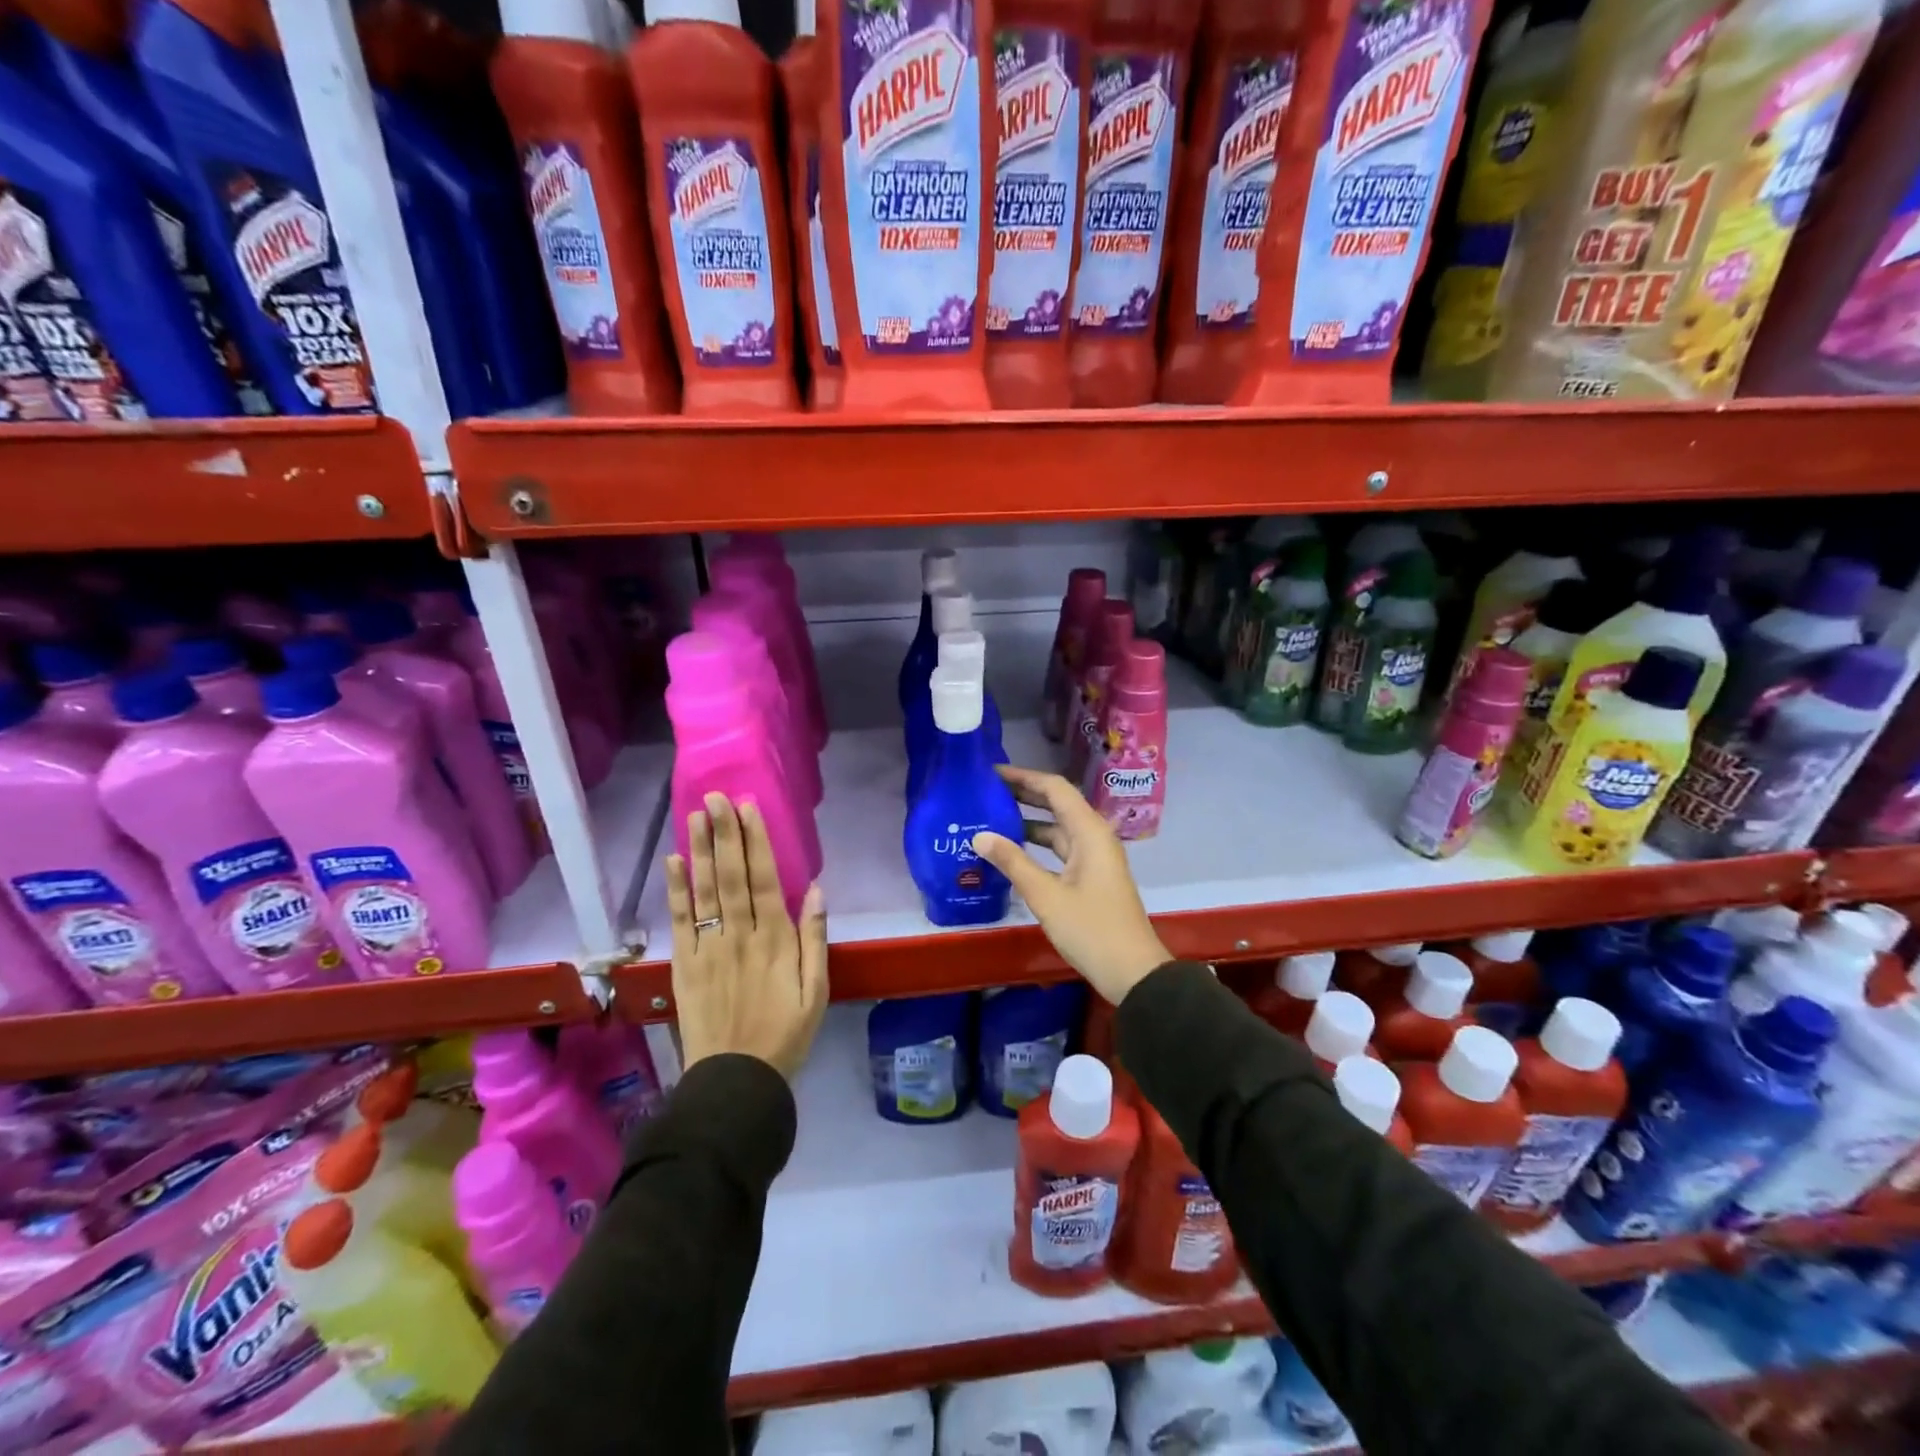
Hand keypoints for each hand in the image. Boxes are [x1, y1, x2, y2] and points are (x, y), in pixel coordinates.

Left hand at [666, 793, 828, 1078]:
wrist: (736, 1080)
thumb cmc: (786, 1033)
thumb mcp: (817, 990)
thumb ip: (814, 939)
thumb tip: (815, 889)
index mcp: (775, 940)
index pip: (763, 879)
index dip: (754, 841)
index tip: (747, 808)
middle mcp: (739, 936)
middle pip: (730, 876)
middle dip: (724, 834)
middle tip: (715, 797)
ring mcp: (708, 949)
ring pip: (705, 891)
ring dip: (701, 850)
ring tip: (696, 816)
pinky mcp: (684, 965)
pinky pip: (680, 922)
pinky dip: (676, 891)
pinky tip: (675, 862)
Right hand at [972, 765, 1170, 1004]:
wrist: (1132, 972)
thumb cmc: (1091, 929)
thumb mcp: (1046, 895)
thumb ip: (1012, 862)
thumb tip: (979, 835)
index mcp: (1089, 831)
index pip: (1055, 788)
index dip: (1024, 777)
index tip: (992, 773)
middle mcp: (1094, 836)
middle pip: (1057, 804)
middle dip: (1024, 795)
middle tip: (986, 791)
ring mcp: (1094, 857)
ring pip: (1058, 828)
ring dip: (1029, 821)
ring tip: (991, 817)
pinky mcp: (1091, 876)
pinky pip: (1061, 849)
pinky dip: (1037, 845)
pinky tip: (1012, 851)